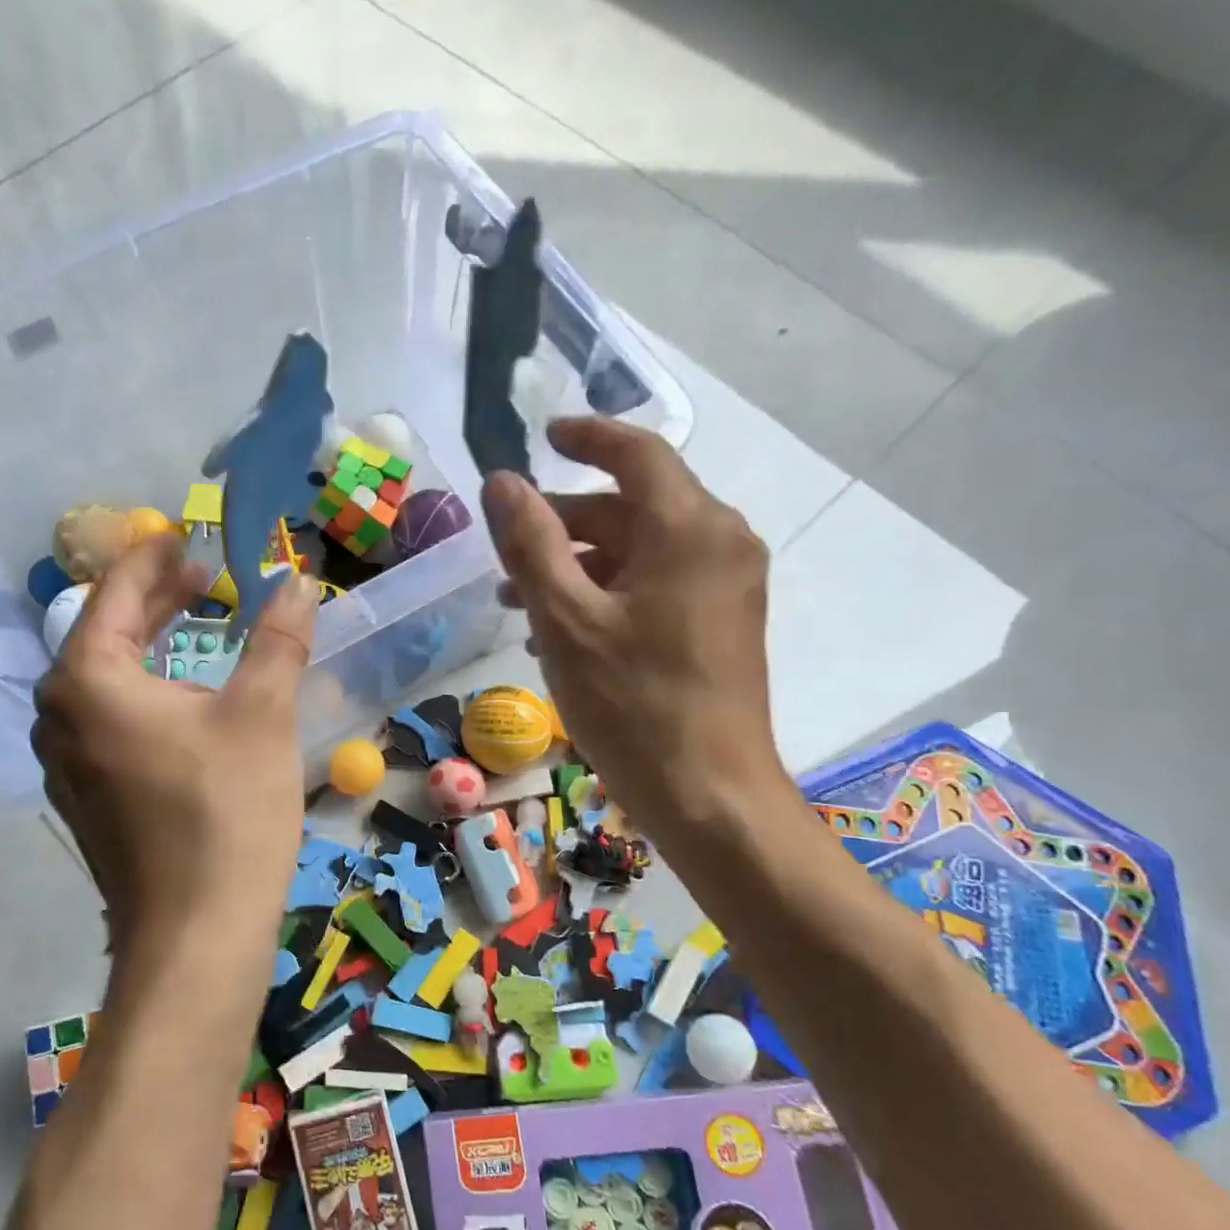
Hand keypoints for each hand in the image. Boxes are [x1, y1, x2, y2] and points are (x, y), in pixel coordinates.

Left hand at [32, 536, 319, 955]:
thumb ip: (277, 639)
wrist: (196, 936)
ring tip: (198, 625)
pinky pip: (110, 719)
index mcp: (89, 679)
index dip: (156, 556)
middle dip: (156, 599)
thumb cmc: (227, 813)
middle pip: (106, 633)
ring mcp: (68, 762)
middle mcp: (61, 714)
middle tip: (204, 576)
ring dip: (153, 645)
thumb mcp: (261, 714)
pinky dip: (146, 691)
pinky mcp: (89, 797)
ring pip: (107, 679)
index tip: (190, 534)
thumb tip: (298, 581)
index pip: (117, 592)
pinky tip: (185, 698)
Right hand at [484, 417, 785, 856]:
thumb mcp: (566, 620)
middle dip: (565, 523)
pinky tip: (562, 631)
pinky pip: (657, 584)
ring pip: (640, 550)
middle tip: (507, 551)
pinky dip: (608, 592)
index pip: (637, 454)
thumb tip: (503, 482)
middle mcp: (719, 542)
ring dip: (579, 564)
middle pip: (633, 507)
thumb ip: (531, 544)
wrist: (710, 793)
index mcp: (690, 529)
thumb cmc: (634, 704)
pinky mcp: (722, 621)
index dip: (587, 437)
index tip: (544, 436)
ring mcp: (726, 585)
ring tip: (519, 601)